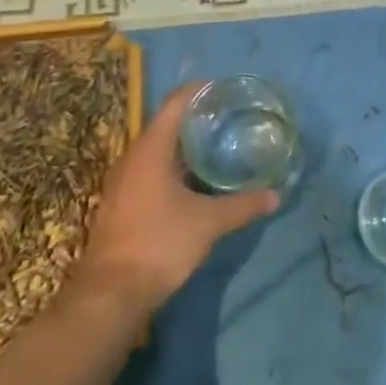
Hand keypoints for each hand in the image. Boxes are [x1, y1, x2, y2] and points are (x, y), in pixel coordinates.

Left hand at [79, 83, 278, 310]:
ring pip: (159, 150)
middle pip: (168, 124)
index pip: (176, 102)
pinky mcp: (123, 202)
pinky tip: (198, 182)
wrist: (109, 295)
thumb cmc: (159, 244)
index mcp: (151, 149)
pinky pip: (152, 171)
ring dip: (187, 146)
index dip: (201, 90)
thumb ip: (243, 206)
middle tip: (232, 118)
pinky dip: (176, 167)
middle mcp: (133, 157)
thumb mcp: (208, 223)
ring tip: (220, 146)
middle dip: (199, 119)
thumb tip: (276, 195)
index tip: (227, 89)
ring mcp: (124, 181)